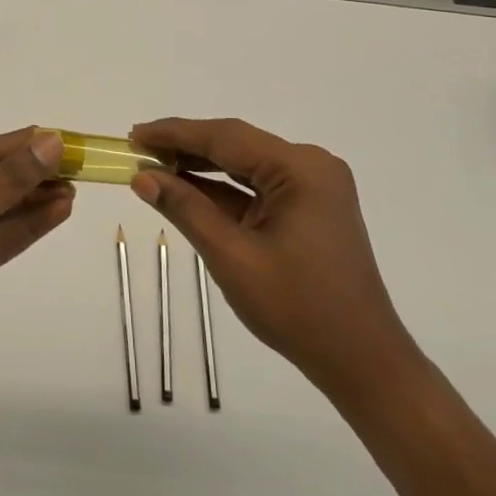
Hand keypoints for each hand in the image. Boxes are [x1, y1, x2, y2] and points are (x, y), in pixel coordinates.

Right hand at [128, 118, 420, 409]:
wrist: (361, 361)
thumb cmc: (298, 309)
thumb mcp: (232, 257)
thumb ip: (186, 209)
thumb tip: (142, 177)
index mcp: (300, 169)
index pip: (226, 137)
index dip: (175, 133)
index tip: (134, 134)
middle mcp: (310, 166)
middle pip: (236, 145)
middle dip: (185, 147)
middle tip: (137, 149)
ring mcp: (313, 187)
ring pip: (244, 165)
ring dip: (201, 168)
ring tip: (153, 166)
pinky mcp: (309, 208)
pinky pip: (257, 187)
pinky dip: (222, 190)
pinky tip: (187, 189)